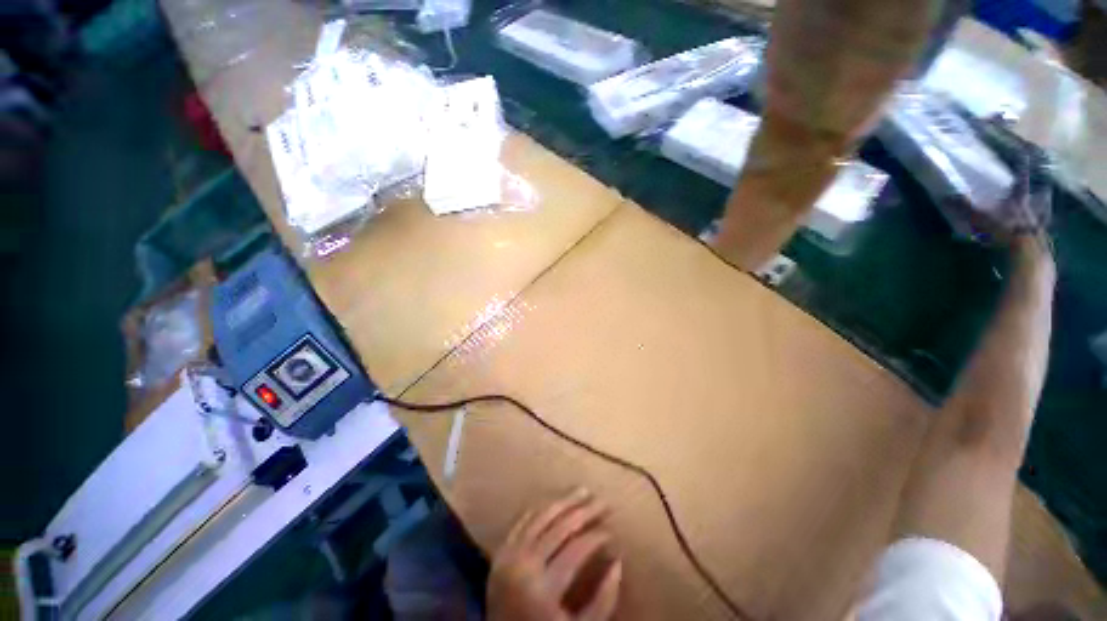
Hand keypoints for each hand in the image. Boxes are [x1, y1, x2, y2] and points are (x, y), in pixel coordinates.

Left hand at [487, 489, 621, 620]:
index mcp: (544, 588)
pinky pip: (523, 521)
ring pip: (541, 516)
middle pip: (560, 527)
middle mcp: (524, 565)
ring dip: (564, 501)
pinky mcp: (501, 552)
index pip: (577, 549)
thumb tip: (618, 563)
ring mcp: (509, 555)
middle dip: (585, 512)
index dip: (597, 537)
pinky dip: (541, 509)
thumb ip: (602, 602)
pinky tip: (556, 502)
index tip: (612, 532)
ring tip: (583, 492)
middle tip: (604, 502)